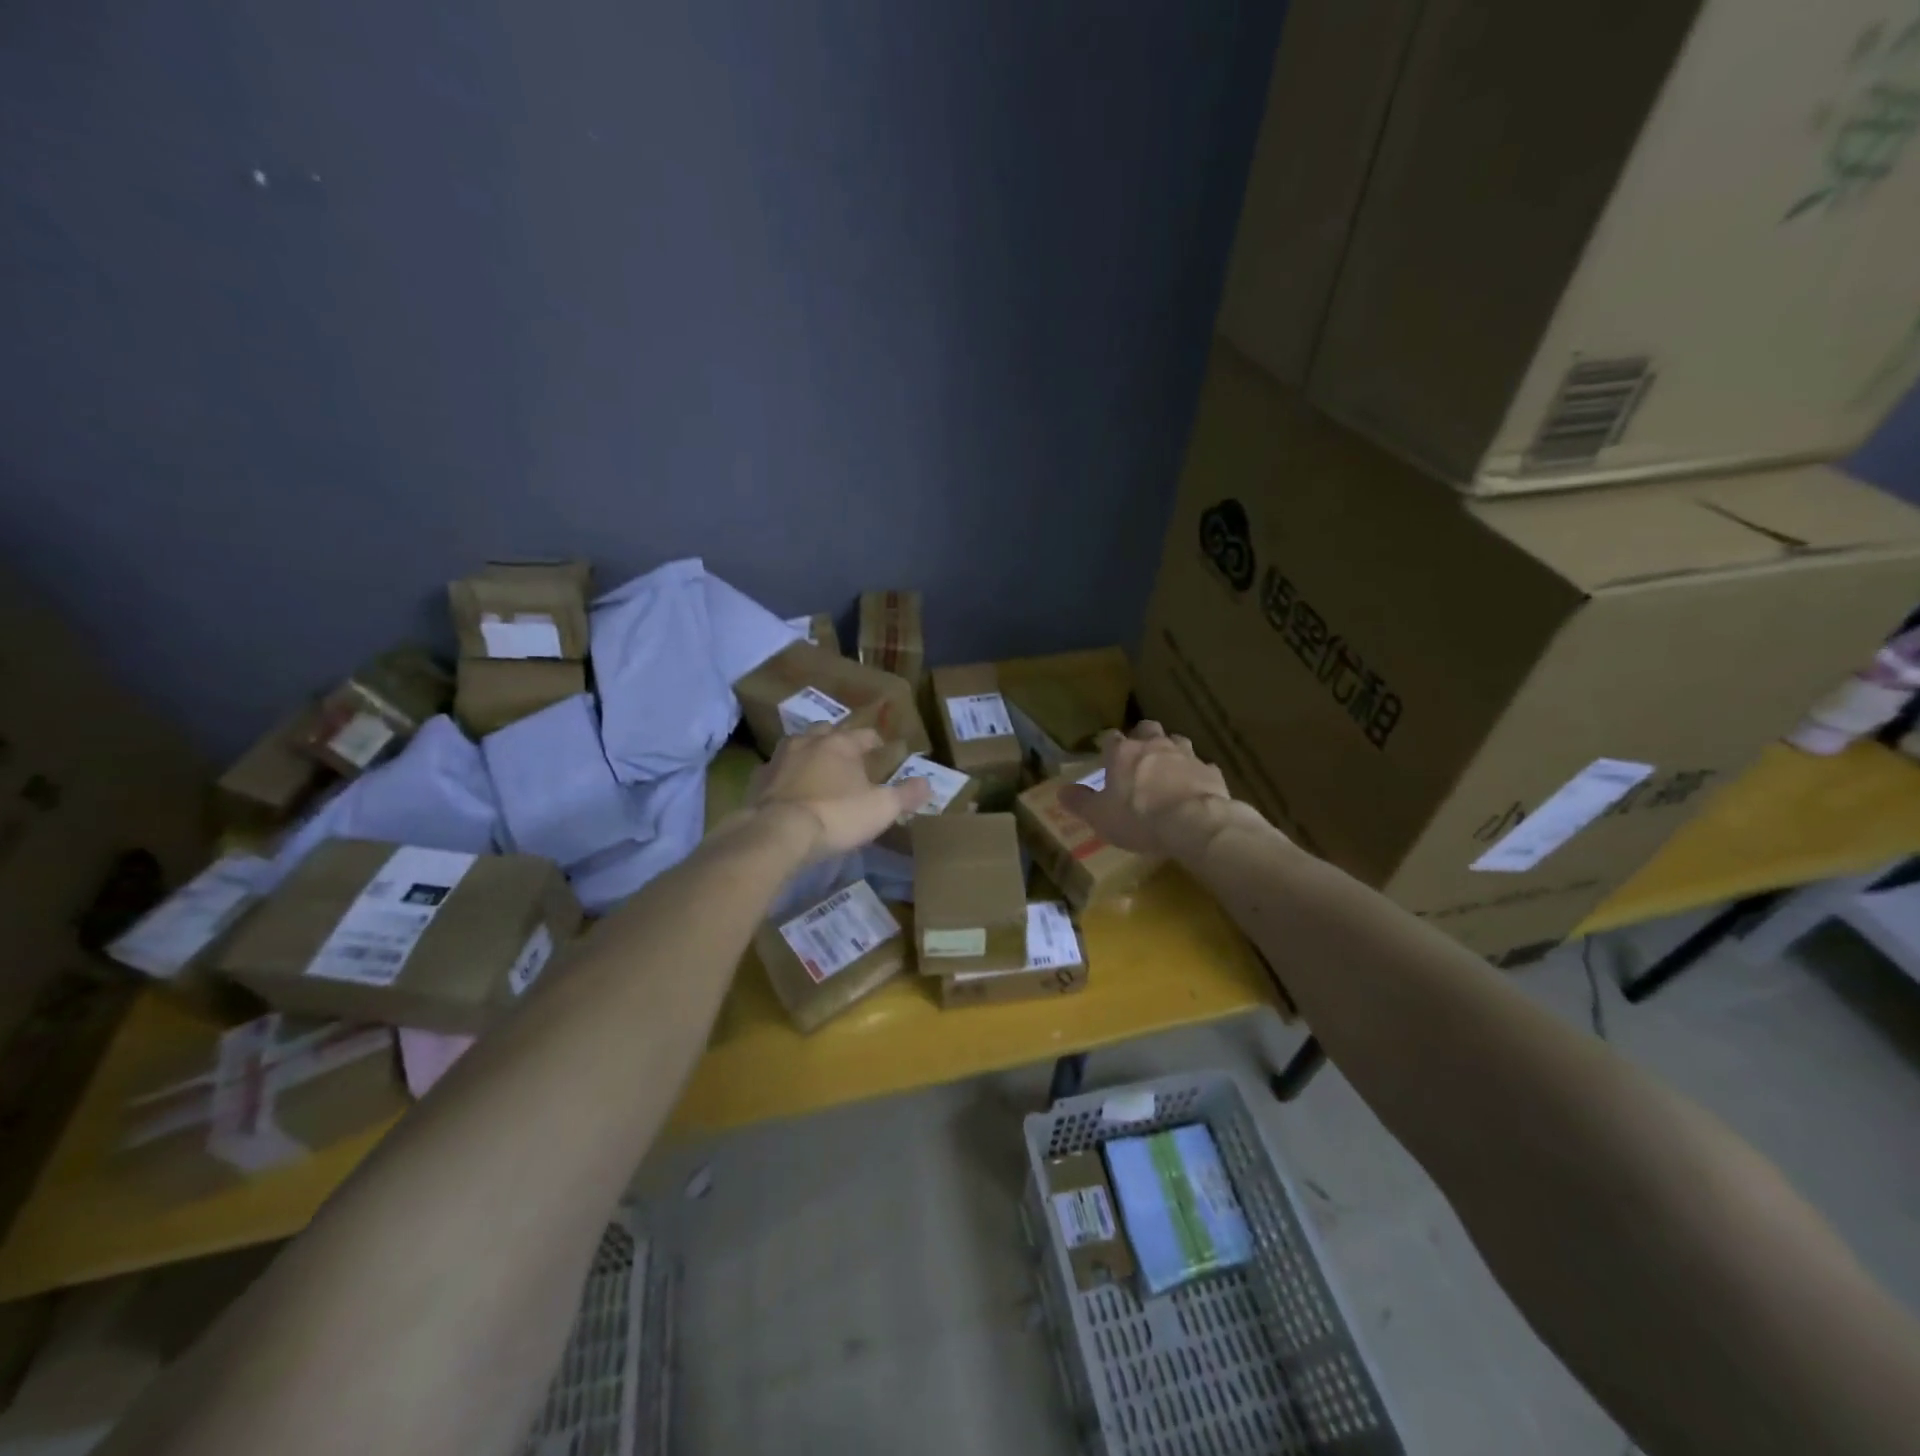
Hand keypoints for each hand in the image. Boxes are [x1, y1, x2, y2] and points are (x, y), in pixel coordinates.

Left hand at [744, 725, 931, 863]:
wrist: (776, 833)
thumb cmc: (835, 816)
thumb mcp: (881, 808)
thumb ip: (906, 794)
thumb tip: (928, 783)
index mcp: (841, 743)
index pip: (865, 734)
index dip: (876, 742)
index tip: (883, 750)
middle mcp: (808, 742)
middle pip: (827, 732)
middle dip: (839, 741)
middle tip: (848, 757)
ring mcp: (779, 758)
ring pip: (798, 746)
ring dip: (809, 753)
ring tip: (818, 769)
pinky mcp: (758, 779)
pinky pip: (776, 771)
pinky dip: (785, 776)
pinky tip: (789, 790)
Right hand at [1059, 721, 1232, 857]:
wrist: (1194, 823)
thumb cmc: (1139, 818)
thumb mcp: (1100, 816)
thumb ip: (1080, 802)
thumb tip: (1061, 791)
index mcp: (1123, 753)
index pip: (1110, 738)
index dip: (1108, 746)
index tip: (1106, 757)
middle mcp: (1154, 746)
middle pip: (1147, 728)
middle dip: (1142, 737)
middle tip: (1138, 756)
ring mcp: (1185, 755)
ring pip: (1177, 741)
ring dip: (1171, 750)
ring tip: (1167, 768)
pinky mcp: (1210, 770)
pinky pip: (1201, 766)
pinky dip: (1195, 774)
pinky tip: (1194, 788)